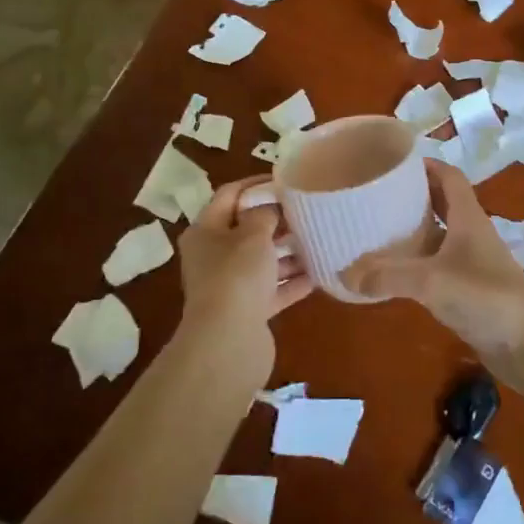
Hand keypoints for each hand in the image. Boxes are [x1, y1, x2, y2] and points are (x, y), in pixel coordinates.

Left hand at [178, 177, 312, 370]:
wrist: (228, 343)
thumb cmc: (237, 276)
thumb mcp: (253, 234)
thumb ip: (264, 214)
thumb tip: (270, 206)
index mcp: (205, 231)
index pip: (229, 195)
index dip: (256, 184)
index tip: (287, 180)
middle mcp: (213, 256)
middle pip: (247, 230)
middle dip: (276, 220)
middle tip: (308, 210)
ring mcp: (230, 286)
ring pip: (262, 261)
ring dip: (288, 252)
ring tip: (318, 238)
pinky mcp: (247, 312)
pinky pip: (273, 290)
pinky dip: (292, 281)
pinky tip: (318, 273)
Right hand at [344, 159, 523, 380]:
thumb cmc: (485, 297)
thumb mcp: (431, 281)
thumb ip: (387, 275)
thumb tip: (344, 273)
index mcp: (468, 217)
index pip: (449, 176)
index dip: (425, 165)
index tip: (394, 163)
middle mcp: (471, 233)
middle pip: (442, 203)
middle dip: (412, 196)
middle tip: (376, 196)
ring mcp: (472, 262)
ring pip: (439, 235)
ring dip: (413, 230)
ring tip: (376, 229)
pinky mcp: (469, 289)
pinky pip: (437, 266)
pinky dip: (416, 263)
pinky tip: (393, 273)